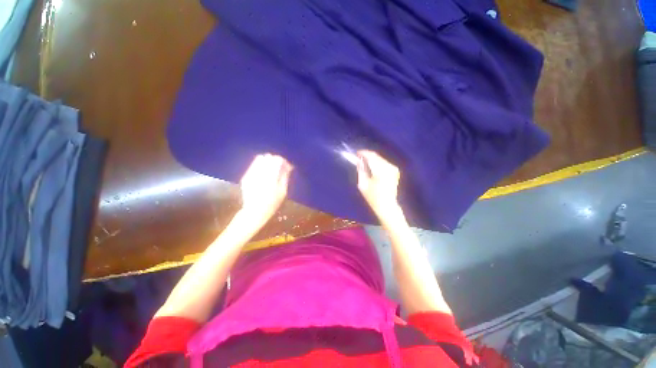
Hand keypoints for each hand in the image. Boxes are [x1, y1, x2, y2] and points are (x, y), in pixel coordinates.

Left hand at [239, 154, 292, 225]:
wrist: (255, 211)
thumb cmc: (273, 203)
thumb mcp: (283, 191)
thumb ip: (285, 176)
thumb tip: (288, 166)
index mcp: (270, 176)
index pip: (277, 160)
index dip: (284, 161)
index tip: (288, 167)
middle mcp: (259, 172)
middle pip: (268, 157)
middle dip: (275, 160)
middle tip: (280, 168)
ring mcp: (251, 174)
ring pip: (259, 159)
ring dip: (267, 162)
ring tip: (272, 170)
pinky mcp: (246, 176)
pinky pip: (253, 165)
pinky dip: (261, 166)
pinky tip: (264, 174)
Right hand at [356, 150, 401, 222]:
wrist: (387, 205)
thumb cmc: (373, 197)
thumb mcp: (363, 184)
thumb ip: (361, 170)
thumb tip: (358, 161)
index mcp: (380, 171)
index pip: (371, 157)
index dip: (363, 153)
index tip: (356, 153)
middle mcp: (389, 167)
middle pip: (376, 156)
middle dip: (367, 155)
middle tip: (359, 157)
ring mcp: (393, 169)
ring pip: (380, 158)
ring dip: (372, 158)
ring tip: (364, 162)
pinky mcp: (395, 170)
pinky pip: (384, 162)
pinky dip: (377, 162)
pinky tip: (372, 166)